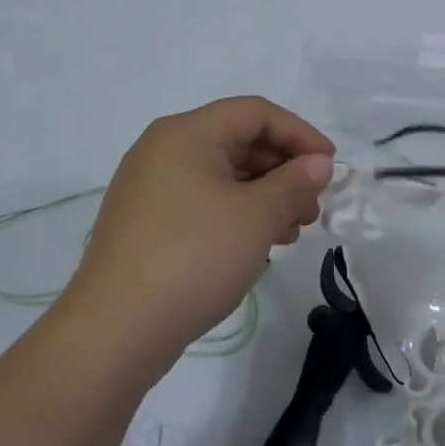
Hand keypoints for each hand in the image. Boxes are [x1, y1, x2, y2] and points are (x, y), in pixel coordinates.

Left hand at [62, 98, 334, 378]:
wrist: (114, 332)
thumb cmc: (193, 258)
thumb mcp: (256, 217)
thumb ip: (294, 182)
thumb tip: (318, 162)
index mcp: (186, 133)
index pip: (256, 113)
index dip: (300, 134)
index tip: (330, 166)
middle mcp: (163, 149)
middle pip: (238, 141)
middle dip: (284, 169)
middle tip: (313, 207)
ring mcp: (150, 187)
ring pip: (222, 174)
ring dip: (265, 195)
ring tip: (292, 231)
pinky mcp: (146, 222)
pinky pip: (203, 201)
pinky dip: (237, 213)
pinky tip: (259, 244)